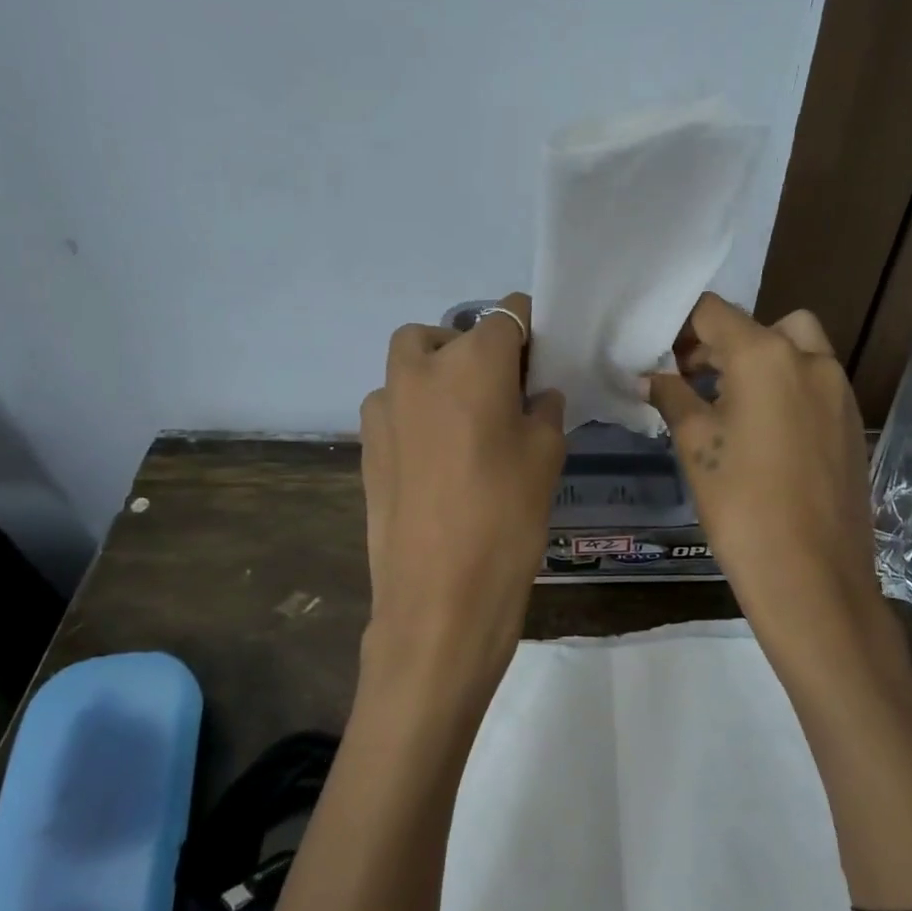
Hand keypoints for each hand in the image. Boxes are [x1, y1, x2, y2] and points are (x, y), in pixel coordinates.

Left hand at [359, 293, 565, 706]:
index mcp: (473, 361)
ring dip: (437, 375)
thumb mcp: (546, 455)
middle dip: (474, 348)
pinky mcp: (365, 443)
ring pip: (411, 364)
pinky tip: (435, 456)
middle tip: (500, 390)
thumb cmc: (507, 516)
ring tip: (464, 422)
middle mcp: (421, 368)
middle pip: (448, 333)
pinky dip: (414, 411)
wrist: (440, 596)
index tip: (539, 357)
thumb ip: (543, 410)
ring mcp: (384, 405)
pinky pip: (392, 406)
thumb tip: (535, 395)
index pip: (507, 314)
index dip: (528, 329)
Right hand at [645, 294, 884, 669]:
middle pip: (760, 326)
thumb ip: (672, 397)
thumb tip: (652, 377)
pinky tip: (761, 432)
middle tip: (690, 379)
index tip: (660, 355)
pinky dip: (785, 387)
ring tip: (725, 404)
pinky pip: (814, 383)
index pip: (714, 312)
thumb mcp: (694, 444)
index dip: (681, 326)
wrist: (812, 576)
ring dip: (759, 361)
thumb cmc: (741, 503)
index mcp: (766, 355)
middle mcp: (810, 360)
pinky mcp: (852, 422)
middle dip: (721, 344)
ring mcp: (839, 391)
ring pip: (795, 350)